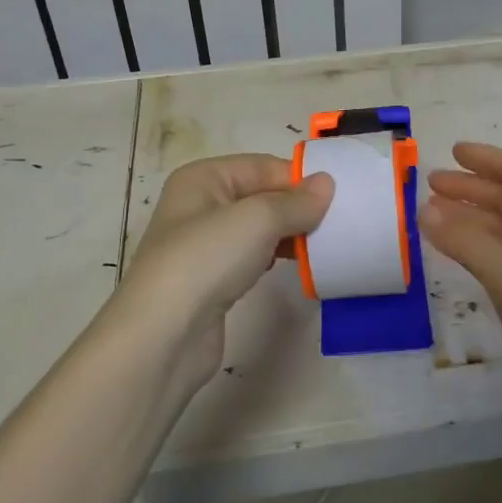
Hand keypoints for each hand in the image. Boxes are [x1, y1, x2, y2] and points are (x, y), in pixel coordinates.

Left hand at [118, 154, 332, 385]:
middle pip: (261, 195)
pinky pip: (252, 256)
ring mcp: (204, 244)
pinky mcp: (212, 279)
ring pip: (258, 228)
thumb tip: (326, 184)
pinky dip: (275, 257)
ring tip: (323, 245)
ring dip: (290, 233)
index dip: (299, 179)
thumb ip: (296, 201)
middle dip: (297, 207)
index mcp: (203, 178)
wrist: (163, 336)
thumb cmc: (206, 260)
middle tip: (338, 222)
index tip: (338, 198)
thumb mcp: (258, 219)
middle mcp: (200, 204)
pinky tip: (296, 266)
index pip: (263, 166)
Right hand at [420, 143, 501, 390]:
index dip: (489, 158)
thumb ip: (469, 245)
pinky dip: (474, 244)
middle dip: (472, 185)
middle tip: (430, 184)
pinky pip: (499, 254)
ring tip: (432, 214)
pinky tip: (455, 251)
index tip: (452, 153)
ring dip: (470, 214)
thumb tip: (424, 210)